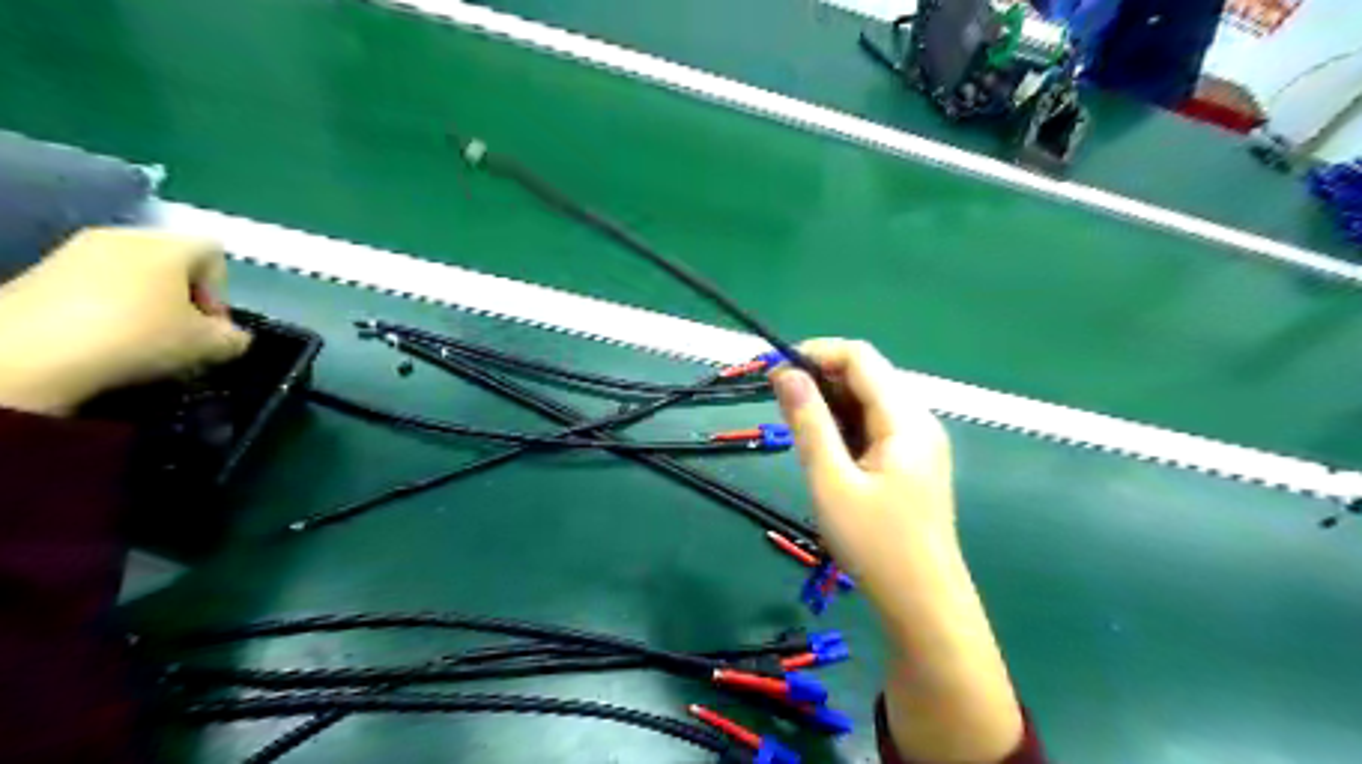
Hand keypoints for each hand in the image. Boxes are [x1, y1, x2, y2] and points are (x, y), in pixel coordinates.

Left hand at [0, 227, 251, 415]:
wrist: (28, 353)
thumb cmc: (138, 336)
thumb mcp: (208, 346)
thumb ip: (234, 338)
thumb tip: (233, 336)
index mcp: (167, 244)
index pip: (214, 253)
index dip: (222, 290)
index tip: (213, 326)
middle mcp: (121, 235)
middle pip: (171, 261)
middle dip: (184, 297)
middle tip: (182, 335)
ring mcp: (73, 251)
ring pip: (132, 274)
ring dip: (147, 304)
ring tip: (143, 341)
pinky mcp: (38, 273)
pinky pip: (94, 286)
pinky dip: (108, 309)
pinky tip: (103, 341)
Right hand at [771, 340, 947, 595]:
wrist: (924, 604)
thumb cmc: (875, 545)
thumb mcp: (831, 481)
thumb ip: (809, 422)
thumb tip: (785, 372)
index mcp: (905, 419)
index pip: (860, 357)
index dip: (816, 352)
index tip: (775, 372)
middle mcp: (918, 420)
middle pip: (867, 375)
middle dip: (820, 378)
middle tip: (778, 403)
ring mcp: (919, 441)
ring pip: (869, 401)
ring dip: (830, 403)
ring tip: (797, 429)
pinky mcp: (913, 461)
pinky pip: (875, 426)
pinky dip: (845, 425)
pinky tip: (824, 449)